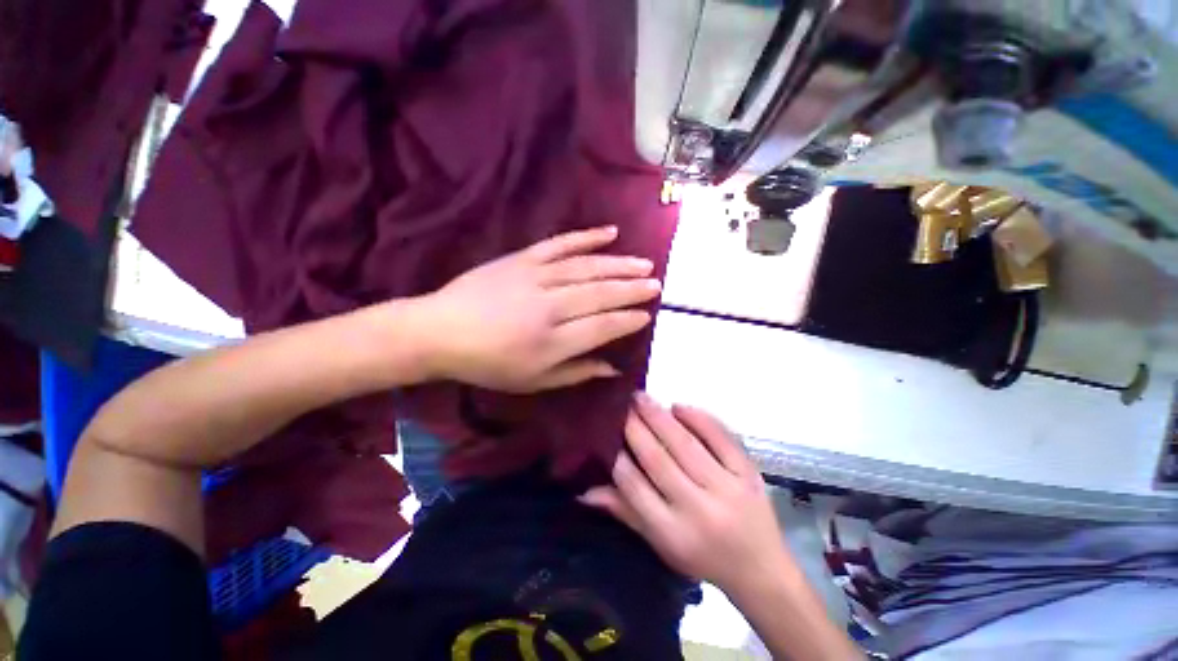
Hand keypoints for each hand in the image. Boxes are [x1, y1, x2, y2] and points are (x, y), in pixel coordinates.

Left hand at [415, 226, 660, 392]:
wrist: (440, 331)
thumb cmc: (488, 364)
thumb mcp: (533, 382)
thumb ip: (576, 373)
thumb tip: (613, 368)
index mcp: (552, 341)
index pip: (602, 327)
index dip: (628, 320)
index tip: (647, 315)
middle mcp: (549, 306)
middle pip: (600, 294)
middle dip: (632, 289)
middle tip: (656, 284)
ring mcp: (536, 277)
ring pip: (587, 267)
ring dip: (619, 264)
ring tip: (643, 263)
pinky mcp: (522, 258)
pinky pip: (560, 244)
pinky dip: (586, 237)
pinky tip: (610, 232)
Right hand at [580, 394, 792, 592]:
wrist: (761, 570)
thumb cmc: (703, 557)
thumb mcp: (661, 544)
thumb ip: (625, 512)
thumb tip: (584, 491)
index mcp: (673, 532)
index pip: (635, 487)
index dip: (617, 457)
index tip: (605, 432)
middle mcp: (698, 509)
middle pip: (658, 459)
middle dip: (635, 427)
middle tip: (621, 404)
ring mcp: (727, 488)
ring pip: (685, 445)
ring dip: (659, 417)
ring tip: (641, 398)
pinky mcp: (749, 473)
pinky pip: (721, 438)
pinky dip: (698, 418)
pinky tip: (678, 406)